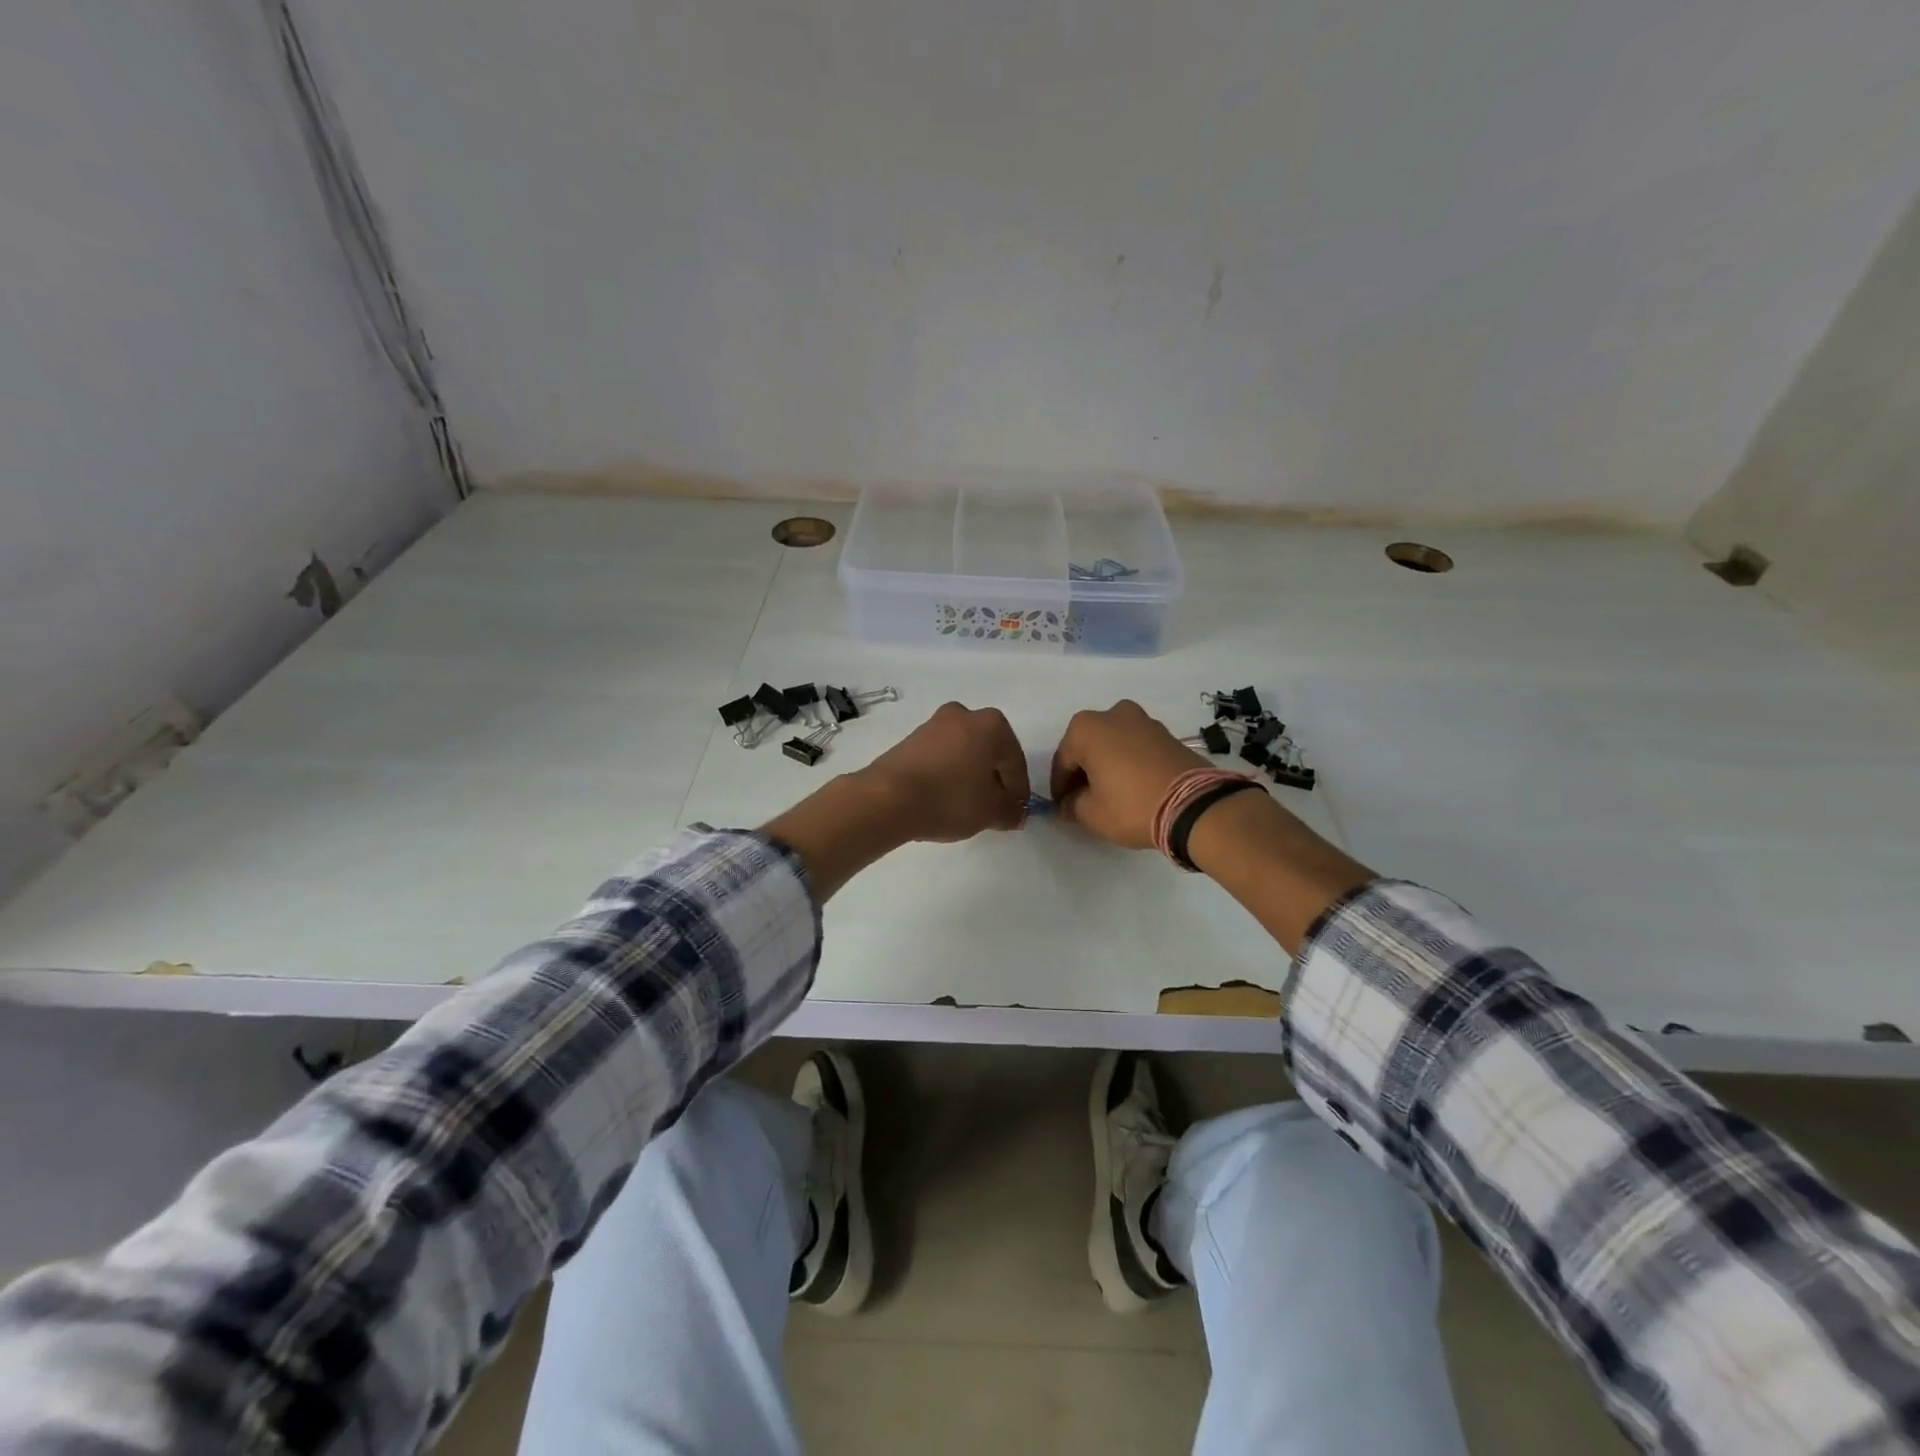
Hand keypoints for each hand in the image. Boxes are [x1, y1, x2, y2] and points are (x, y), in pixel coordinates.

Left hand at [857, 701, 1029, 842]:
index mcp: (992, 724)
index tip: (1015, 813)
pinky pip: (941, 757)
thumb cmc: (950, 798)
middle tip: (994, 808)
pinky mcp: (910, 739)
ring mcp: (933, 724)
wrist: (887, 797)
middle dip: (994, 779)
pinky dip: (948, 774)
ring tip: (968, 807)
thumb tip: (1015, 813)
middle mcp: (964, 715)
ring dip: (970, 776)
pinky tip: (944, 798)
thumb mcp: (990, 812)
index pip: (1015, 762)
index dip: (1019, 791)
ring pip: (963, 753)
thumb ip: (1011, 811)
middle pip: (989, 752)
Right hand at [1050, 700, 1208, 849]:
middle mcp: (1113, 714)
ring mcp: (1144, 720)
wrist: (1194, 805)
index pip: (1062, 761)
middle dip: (1084, 772)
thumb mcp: (1091, 814)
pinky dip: (1129, 762)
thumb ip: (1071, 805)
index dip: (1060, 787)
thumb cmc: (1132, 805)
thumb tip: (1069, 803)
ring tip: (1111, 793)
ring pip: (1113, 744)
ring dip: (1107, 764)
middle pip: (1088, 746)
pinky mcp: (1166, 733)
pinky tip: (1132, 786)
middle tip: (1085, 800)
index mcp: (1085, 728)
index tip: (1063, 807)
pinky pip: (1136, 746)